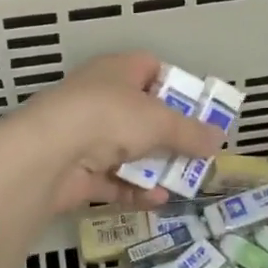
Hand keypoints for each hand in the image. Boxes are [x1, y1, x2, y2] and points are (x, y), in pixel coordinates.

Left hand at [1, 52, 225, 213]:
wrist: (49, 153)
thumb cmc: (109, 118)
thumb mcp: (160, 121)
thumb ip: (190, 132)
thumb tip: (218, 138)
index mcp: (116, 71)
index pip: (150, 68)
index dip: (175, 86)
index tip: (197, 109)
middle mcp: (99, 98)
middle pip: (141, 114)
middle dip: (169, 135)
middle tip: (197, 153)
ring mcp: (85, 135)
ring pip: (127, 150)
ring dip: (154, 167)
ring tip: (184, 182)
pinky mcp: (77, 171)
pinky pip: (113, 180)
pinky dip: (134, 190)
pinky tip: (157, 200)